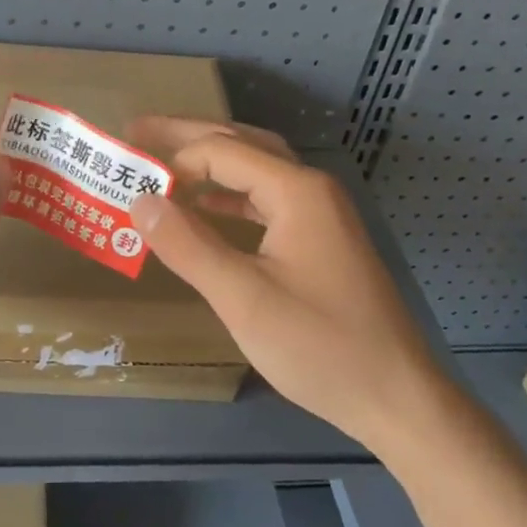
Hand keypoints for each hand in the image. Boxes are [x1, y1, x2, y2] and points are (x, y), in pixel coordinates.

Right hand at [127, 117, 433, 447]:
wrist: (396, 397)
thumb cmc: (319, 345)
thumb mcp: (243, 298)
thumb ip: (188, 245)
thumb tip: (140, 201)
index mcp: (296, 191)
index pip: (221, 151)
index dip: (173, 158)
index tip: (129, 173)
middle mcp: (311, 189)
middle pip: (241, 144)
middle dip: (188, 136)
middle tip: (138, 130)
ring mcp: (321, 214)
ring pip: (257, 169)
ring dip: (210, 162)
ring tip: (165, 162)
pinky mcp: (321, 240)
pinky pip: (267, 199)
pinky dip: (231, 197)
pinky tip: (206, 209)